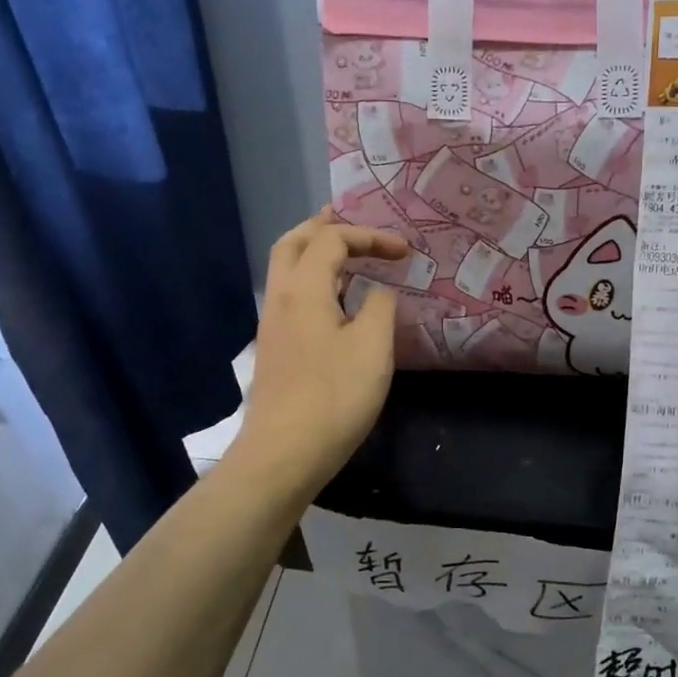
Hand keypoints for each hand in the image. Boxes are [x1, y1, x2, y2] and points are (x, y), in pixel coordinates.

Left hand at [235, 208, 408, 497]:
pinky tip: (336, 300)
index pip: (331, 239)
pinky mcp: (275, 347)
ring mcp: (273, 324)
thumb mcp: (373, 347)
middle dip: (325, 227)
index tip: (404, 251)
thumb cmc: (334, 396)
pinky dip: (313, 279)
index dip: (369, 236)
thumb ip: (379, 307)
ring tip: (348, 254)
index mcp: (303, 289)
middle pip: (294, 243)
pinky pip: (291, 294)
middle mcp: (281, 297)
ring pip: (287, 269)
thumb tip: (378, 291)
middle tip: (354, 223)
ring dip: (316, 252)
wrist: (284, 452)